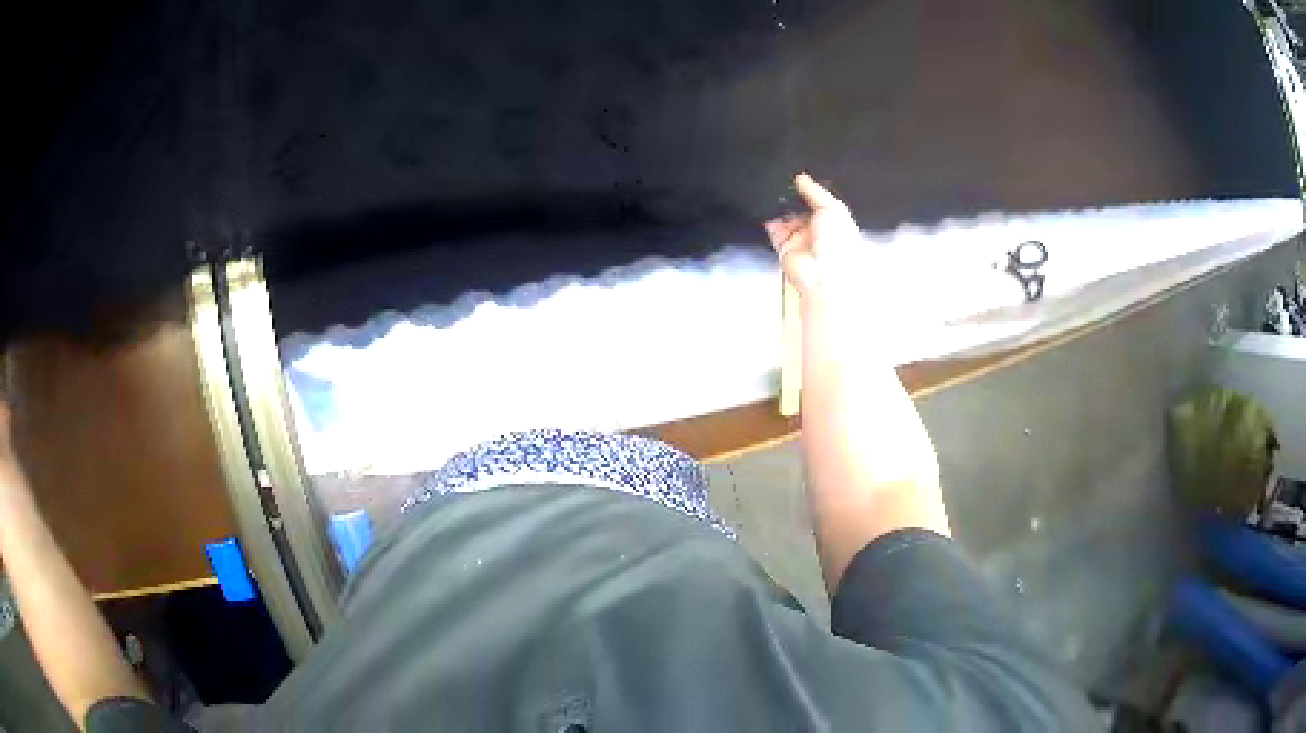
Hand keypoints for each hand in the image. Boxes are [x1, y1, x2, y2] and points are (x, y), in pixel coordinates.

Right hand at [763, 173, 862, 299]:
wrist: (823, 275)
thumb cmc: (837, 243)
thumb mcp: (832, 208)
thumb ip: (815, 191)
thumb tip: (800, 177)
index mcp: (833, 220)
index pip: (818, 200)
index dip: (808, 189)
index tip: (796, 175)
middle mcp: (816, 229)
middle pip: (800, 207)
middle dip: (791, 196)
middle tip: (780, 179)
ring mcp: (799, 237)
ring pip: (785, 216)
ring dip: (778, 205)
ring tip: (770, 188)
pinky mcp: (783, 246)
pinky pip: (773, 228)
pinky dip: (767, 218)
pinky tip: (764, 204)